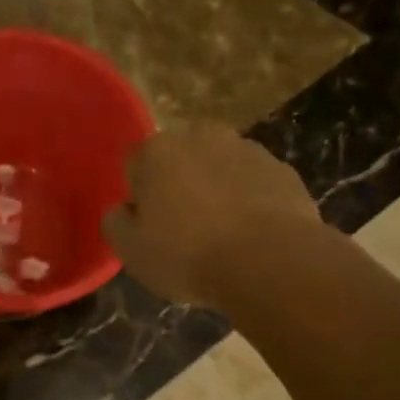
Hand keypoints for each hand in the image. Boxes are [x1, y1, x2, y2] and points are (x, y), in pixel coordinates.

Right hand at [101, 123, 321, 307]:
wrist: (270, 262)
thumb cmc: (188, 255)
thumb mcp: (132, 251)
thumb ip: (116, 223)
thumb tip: (121, 211)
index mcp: (158, 150)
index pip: (135, 165)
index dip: (139, 197)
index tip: (149, 227)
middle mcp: (202, 137)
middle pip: (181, 161)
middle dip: (180, 187)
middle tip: (184, 231)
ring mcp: (249, 150)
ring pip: (221, 169)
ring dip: (218, 192)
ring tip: (223, 237)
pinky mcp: (284, 171)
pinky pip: (256, 185)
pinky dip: (252, 202)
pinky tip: (253, 237)